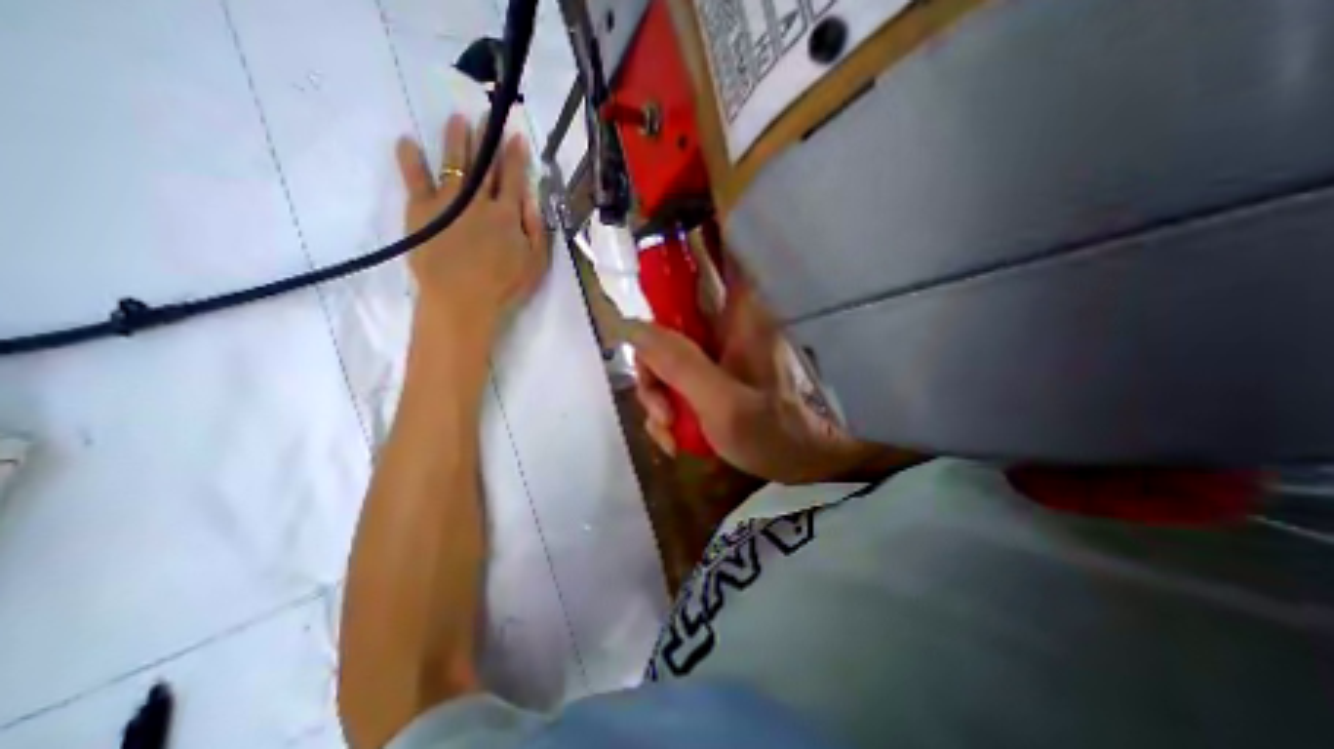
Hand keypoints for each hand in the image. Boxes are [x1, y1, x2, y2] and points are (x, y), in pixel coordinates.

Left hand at [391, 113, 548, 337]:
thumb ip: (536, 230)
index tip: (517, 137)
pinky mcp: (421, 210)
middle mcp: (478, 201)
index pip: (513, 178)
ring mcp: (447, 202)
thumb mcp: (536, 263)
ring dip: (456, 139)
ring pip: (453, 162)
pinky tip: (407, 141)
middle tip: (488, 115)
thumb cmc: (505, 287)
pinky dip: (410, 159)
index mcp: (507, 214)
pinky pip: (414, 179)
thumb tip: (531, 199)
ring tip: (457, 119)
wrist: (462, 301)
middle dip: (488, 139)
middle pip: (484, 164)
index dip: (516, 156)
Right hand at [625, 284, 918, 483]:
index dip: (680, 247)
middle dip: (652, 366)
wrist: (795, 465)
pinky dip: (666, 408)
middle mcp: (724, 326)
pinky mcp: (709, 375)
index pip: (712, 256)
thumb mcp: (722, 402)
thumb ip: (678, 364)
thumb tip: (633, 327)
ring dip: (656, 395)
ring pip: (664, 354)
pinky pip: (672, 379)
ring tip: (669, 429)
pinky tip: (674, 437)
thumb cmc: (771, 433)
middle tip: (659, 406)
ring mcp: (714, 352)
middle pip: (667, 320)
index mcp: (740, 316)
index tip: (649, 256)